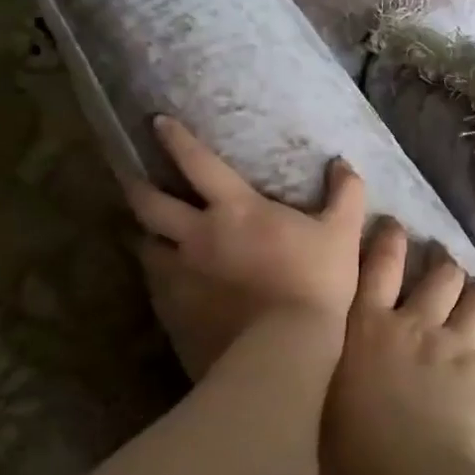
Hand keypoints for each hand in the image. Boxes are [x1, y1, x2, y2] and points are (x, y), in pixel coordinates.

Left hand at [129, 117, 365, 375]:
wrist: (283, 352)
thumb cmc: (315, 284)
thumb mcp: (341, 234)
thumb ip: (345, 195)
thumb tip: (342, 164)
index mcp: (234, 209)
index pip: (196, 162)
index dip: (175, 139)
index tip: (157, 122)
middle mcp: (195, 236)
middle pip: (150, 203)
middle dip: (136, 186)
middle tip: (129, 178)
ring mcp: (178, 276)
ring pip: (145, 247)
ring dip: (146, 236)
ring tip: (148, 235)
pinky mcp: (171, 313)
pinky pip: (156, 288)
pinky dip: (159, 279)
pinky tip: (168, 284)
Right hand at [324, 219, 474, 474]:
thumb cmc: (351, 450)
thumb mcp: (317, 400)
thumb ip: (321, 365)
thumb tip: (314, 351)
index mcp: (368, 325)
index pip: (379, 263)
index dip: (389, 237)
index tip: (395, 225)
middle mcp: (414, 323)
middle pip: (440, 274)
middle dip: (443, 261)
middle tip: (442, 260)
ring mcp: (454, 346)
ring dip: (474, 292)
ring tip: (471, 293)